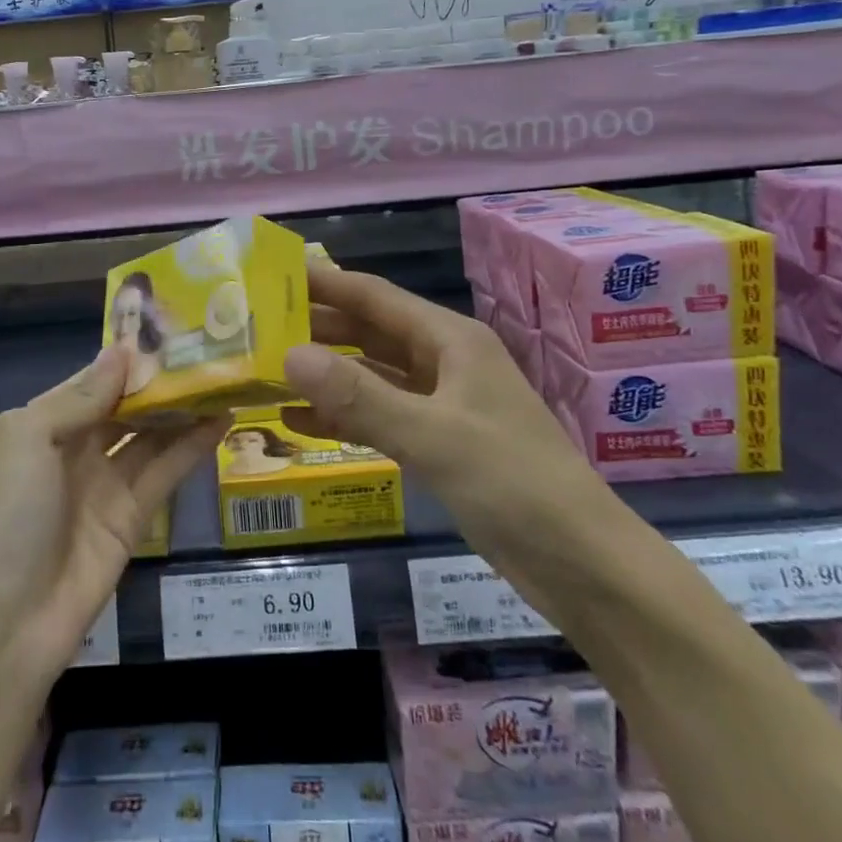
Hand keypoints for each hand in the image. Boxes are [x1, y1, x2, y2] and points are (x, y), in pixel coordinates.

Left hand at [0, 348, 226, 680]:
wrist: (11, 620)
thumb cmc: (11, 514)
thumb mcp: (31, 438)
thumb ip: (81, 396)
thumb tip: (123, 351)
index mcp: (46, 421)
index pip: (95, 378)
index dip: (130, 356)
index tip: (171, 327)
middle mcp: (78, 446)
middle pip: (128, 404)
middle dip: (162, 380)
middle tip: (210, 349)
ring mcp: (108, 481)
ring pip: (152, 433)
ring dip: (184, 408)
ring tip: (225, 377)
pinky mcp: (135, 514)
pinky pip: (166, 469)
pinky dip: (193, 445)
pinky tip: (223, 419)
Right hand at [282, 265, 607, 557]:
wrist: (583, 565)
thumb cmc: (513, 483)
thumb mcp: (432, 436)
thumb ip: (359, 396)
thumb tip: (289, 355)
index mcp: (450, 341)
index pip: (376, 297)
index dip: (326, 284)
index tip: (275, 276)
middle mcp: (444, 362)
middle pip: (370, 333)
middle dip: (318, 329)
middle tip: (258, 328)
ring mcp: (442, 404)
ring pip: (372, 376)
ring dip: (326, 375)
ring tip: (267, 372)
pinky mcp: (439, 443)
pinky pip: (381, 417)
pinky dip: (344, 416)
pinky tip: (299, 423)